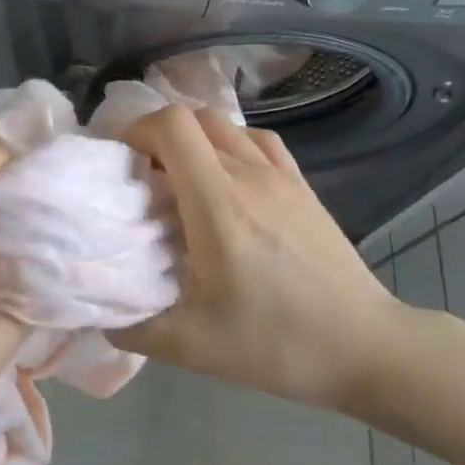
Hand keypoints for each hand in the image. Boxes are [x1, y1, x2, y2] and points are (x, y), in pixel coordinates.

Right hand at [110, 106, 403, 413]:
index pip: (172, 126)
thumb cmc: (277, 344)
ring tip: (181, 179)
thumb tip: (99, 312)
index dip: (137, 131)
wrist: (366, 347)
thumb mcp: (193, 347)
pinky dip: (230, 143)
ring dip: (193, 138)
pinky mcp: (302, 185)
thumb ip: (134, 327)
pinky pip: (257, 139)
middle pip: (193, 117)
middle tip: (144, 176)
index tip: (122, 165)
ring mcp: (281, 176)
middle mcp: (249, 175)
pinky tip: (227, 178)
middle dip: (157, 135)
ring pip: (225, 124)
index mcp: (218, 204)